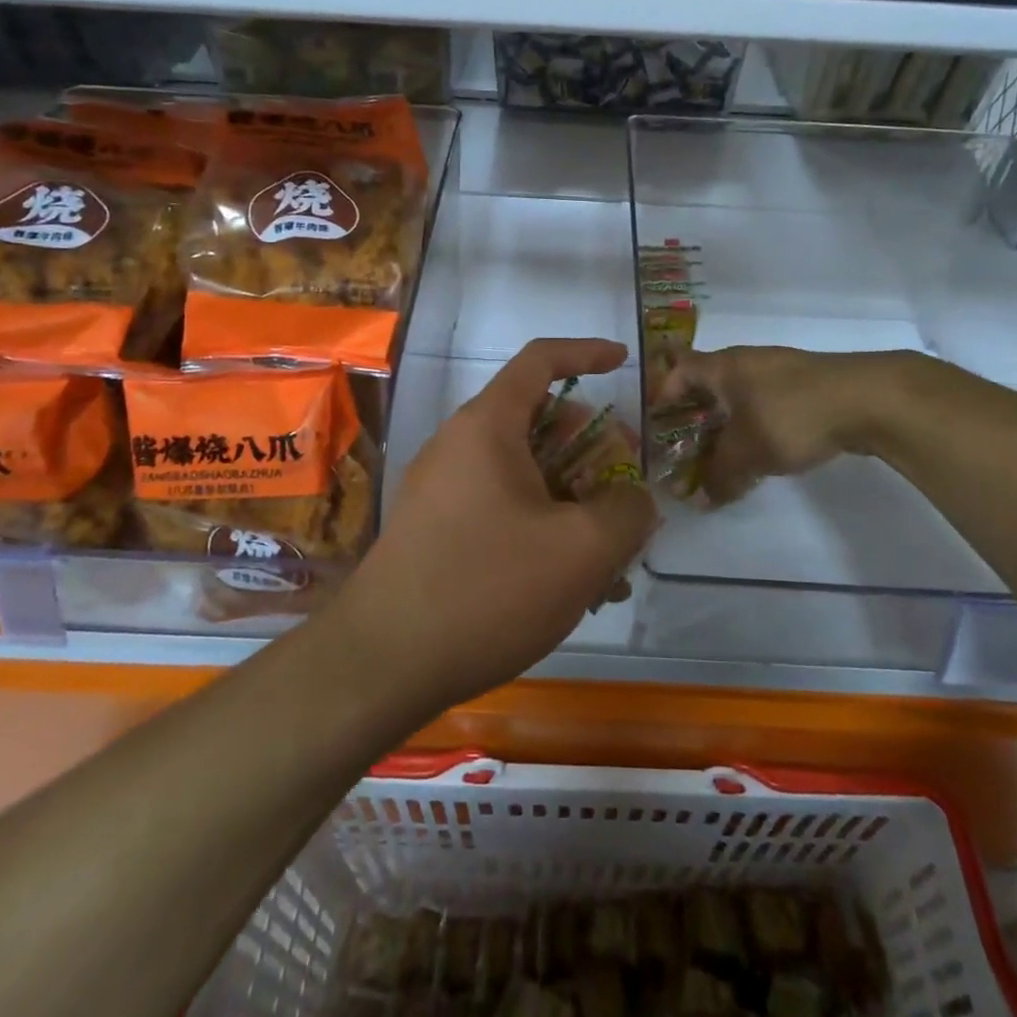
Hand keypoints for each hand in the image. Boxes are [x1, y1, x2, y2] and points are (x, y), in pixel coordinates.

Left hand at [335, 338, 658, 714]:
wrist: (382, 663)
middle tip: (625, 489)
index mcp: (487, 426)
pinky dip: (542, 527)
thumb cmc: (487, 589)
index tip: (624, 363)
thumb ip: (627, 511)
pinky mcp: (436, 530)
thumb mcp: (581, 550)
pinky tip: (570, 585)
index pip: (540, 360)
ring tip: (609, 556)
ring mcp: (443, 490)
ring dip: (571, 500)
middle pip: (538, 422)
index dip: (587, 352)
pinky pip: (502, 509)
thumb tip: (634, 500)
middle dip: (591, 449)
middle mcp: (459, 446)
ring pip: (524, 475)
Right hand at [655, 345, 900, 504]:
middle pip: (709, 384)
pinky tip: (765, 451)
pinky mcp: (809, 385)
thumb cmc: (791, 416)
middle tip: (687, 449)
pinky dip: (757, 424)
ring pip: (741, 395)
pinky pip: (768, 402)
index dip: (664, 395)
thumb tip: (699, 501)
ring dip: (729, 423)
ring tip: (725, 456)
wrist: (868, 400)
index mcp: (724, 366)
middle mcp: (748, 361)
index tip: (659, 428)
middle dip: (696, 417)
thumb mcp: (747, 453)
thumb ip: (719, 476)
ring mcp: (781, 370)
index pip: (680, 370)